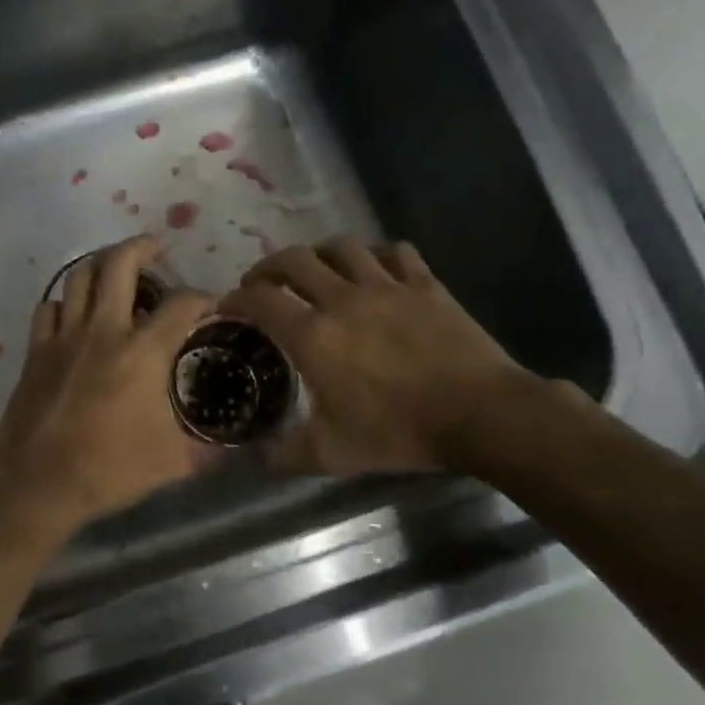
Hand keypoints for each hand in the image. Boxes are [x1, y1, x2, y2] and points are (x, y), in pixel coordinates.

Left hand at [0, 236, 214, 532]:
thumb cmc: (109, 470)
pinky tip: (75, 311)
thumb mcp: (172, 463)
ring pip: (79, 276)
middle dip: (143, 246)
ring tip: (117, 266)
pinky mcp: (36, 352)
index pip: (181, 303)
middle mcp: (103, 331)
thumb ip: (207, 451)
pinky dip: (65, 301)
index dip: (203, 296)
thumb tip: (235, 450)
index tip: (212, 304)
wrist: (38, 484)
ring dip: (102, 262)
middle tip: (159, 248)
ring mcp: (64, 337)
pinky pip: (49, 308)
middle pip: (119, 263)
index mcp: (142, 352)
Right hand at [219, 238, 545, 475]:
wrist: (478, 413)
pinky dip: (374, 254)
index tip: (226, 305)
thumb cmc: (397, 432)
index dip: (236, 299)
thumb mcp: (331, 454)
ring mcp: (387, 286)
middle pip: (294, 260)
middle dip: (268, 267)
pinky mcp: (425, 285)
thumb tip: (260, 456)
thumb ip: (286, 455)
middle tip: (261, 284)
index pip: (260, 301)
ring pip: (342, 247)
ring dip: (317, 254)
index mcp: (313, 336)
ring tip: (312, 269)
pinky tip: (372, 267)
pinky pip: (394, 252)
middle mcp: (343, 299)